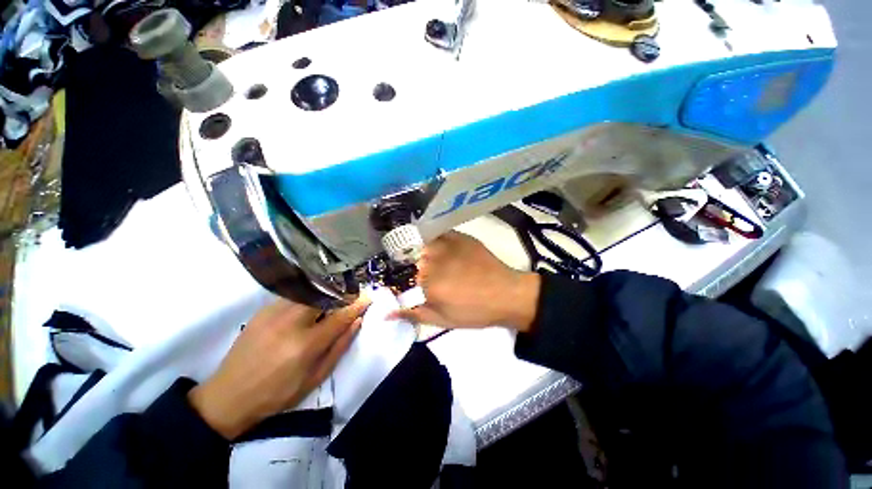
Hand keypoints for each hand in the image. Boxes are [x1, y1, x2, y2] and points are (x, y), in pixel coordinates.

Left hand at [189, 298, 369, 439]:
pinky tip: (308, 306)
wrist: (228, 396)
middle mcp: (290, 323)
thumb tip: (356, 322)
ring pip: (308, 291)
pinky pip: (293, 296)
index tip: (368, 297)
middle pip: (324, 295)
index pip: (340, 316)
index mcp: (305, 344)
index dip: (357, 304)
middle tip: (349, 296)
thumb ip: (339, 347)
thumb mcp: (315, 378)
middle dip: (341, 293)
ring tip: (331, 300)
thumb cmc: (277, 394)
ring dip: (325, 293)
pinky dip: (307, 296)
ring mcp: (273, 313)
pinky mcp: (262, 311)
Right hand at [389, 231, 539, 330]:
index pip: (403, 279)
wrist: (506, 294)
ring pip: (423, 245)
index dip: (408, 283)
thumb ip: (412, 314)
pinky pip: (438, 234)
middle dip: (417, 269)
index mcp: (427, 284)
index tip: (416, 287)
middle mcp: (433, 261)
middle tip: (430, 276)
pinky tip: (442, 248)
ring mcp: (447, 245)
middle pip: (412, 260)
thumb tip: (385, 313)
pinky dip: (435, 240)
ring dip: (425, 253)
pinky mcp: (459, 236)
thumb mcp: (442, 320)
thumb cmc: (474, 312)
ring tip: (437, 262)